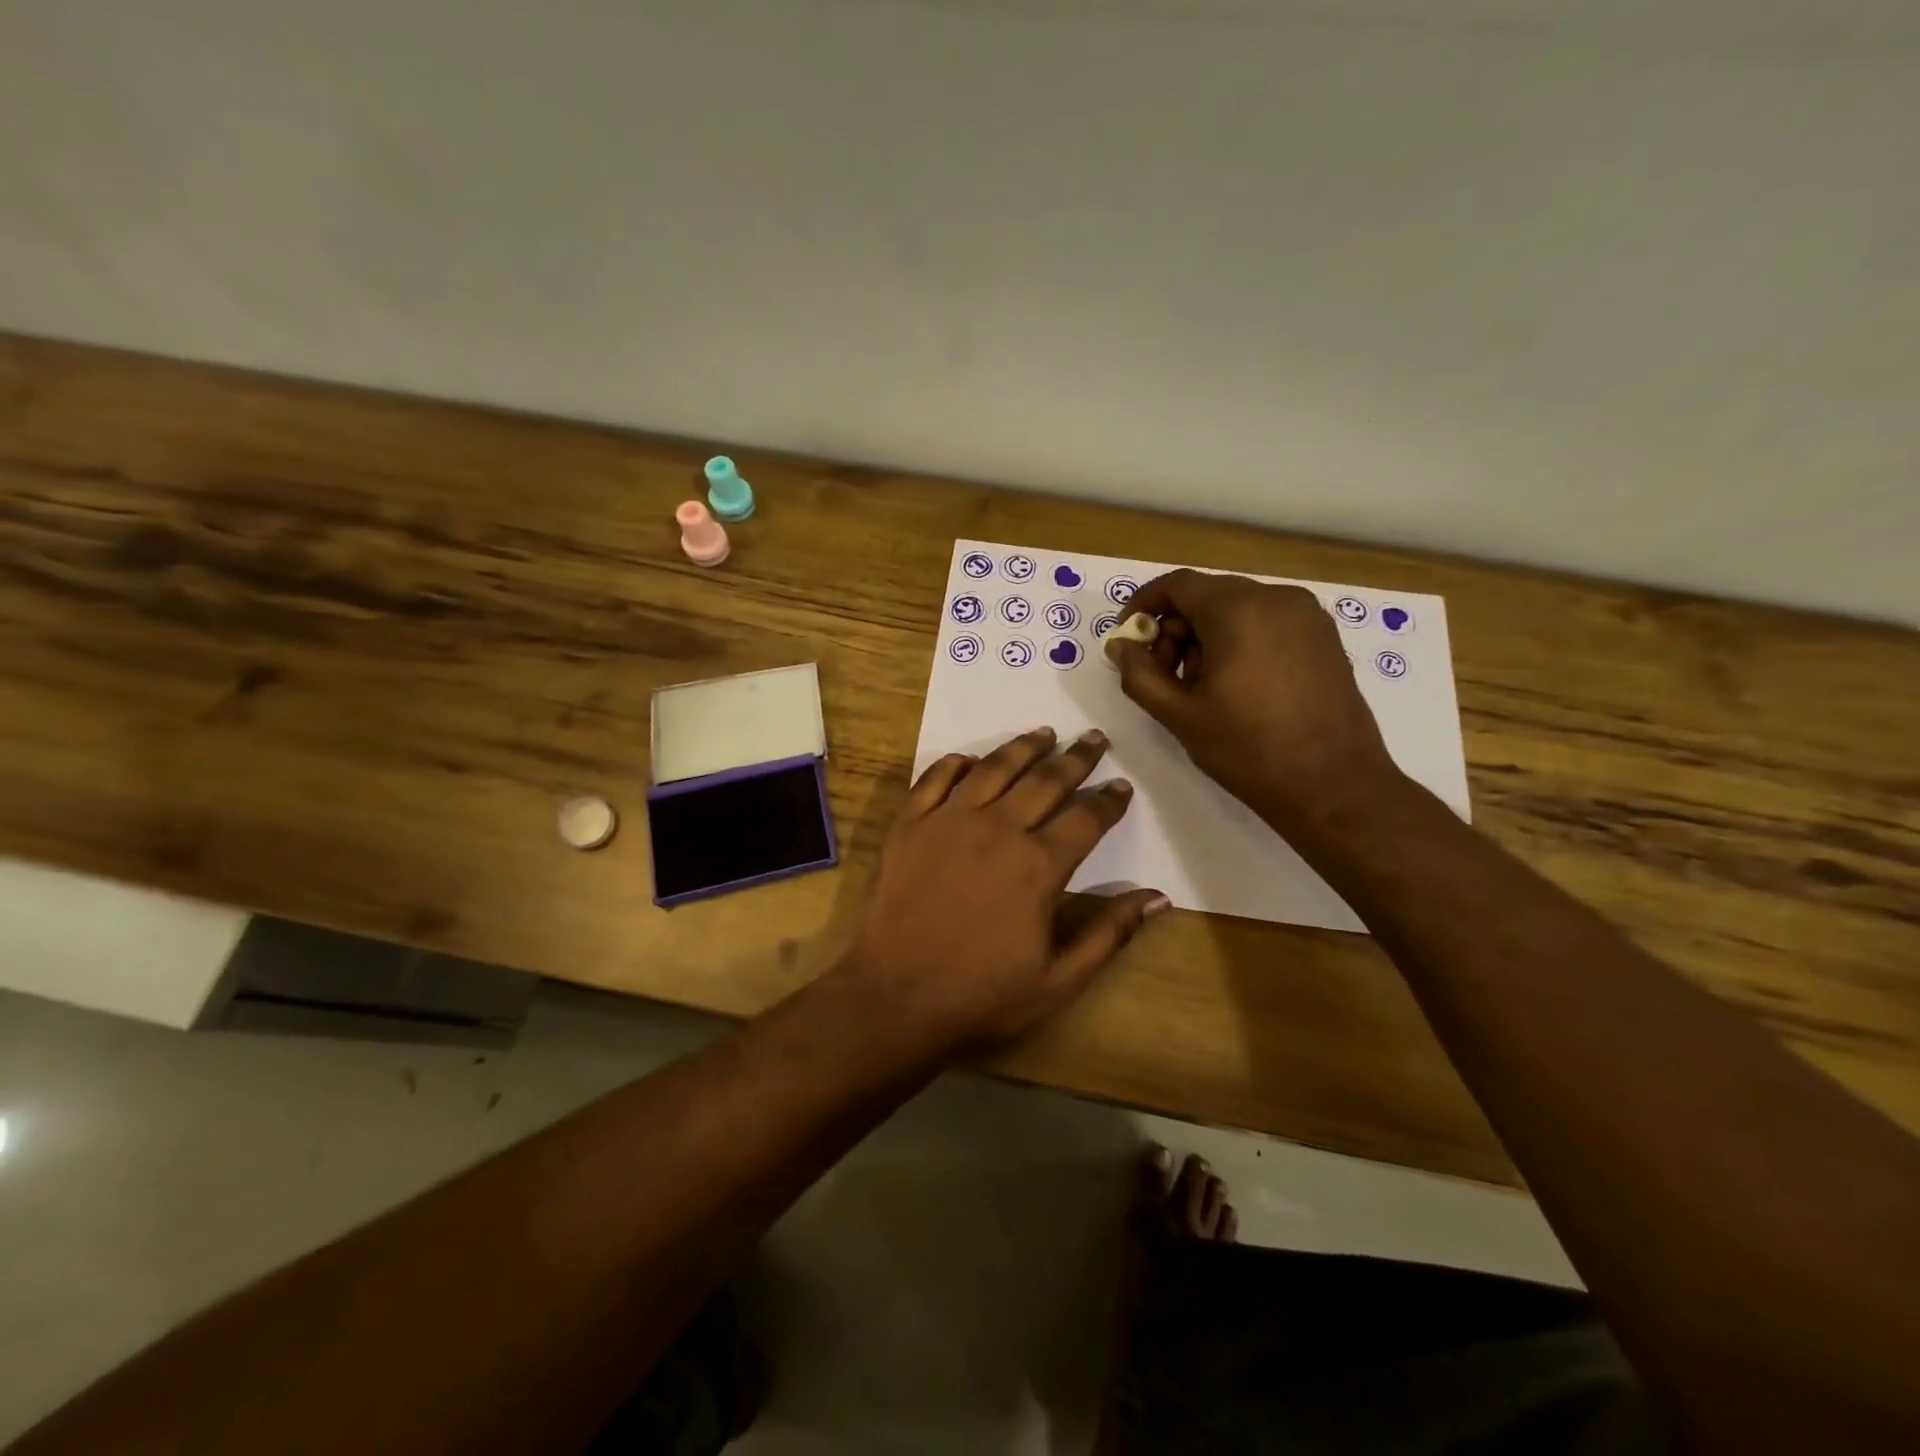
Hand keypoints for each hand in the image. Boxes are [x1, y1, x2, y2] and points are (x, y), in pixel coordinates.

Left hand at [835, 727, 1168, 1058]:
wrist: (893, 998)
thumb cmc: (980, 996)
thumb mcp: (1058, 981)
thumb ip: (1110, 933)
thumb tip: (1159, 897)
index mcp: (1038, 866)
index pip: (1086, 819)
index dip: (1109, 801)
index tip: (1122, 786)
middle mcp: (997, 829)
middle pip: (1045, 781)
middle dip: (1076, 759)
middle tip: (1094, 740)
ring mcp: (948, 821)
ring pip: (993, 768)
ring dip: (1023, 748)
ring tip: (1044, 732)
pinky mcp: (909, 825)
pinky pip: (934, 779)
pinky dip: (955, 763)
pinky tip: (970, 758)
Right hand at [1109, 570, 1406, 832]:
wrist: (1335, 786)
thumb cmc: (1248, 749)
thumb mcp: (1179, 715)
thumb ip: (1140, 674)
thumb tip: (1120, 646)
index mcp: (1239, 609)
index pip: (1177, 585)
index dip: (1143, 606)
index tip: (1128, 640)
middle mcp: (1277, 598)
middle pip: (1207, 596)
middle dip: (1175, 630)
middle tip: (1164, 676)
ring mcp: (1307, 616)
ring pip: (1237, 609)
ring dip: (1206, 638)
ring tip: (1201, 688)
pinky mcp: (1324, 638)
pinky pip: (1267, 623)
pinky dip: (1239, 642)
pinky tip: (1236, 687)